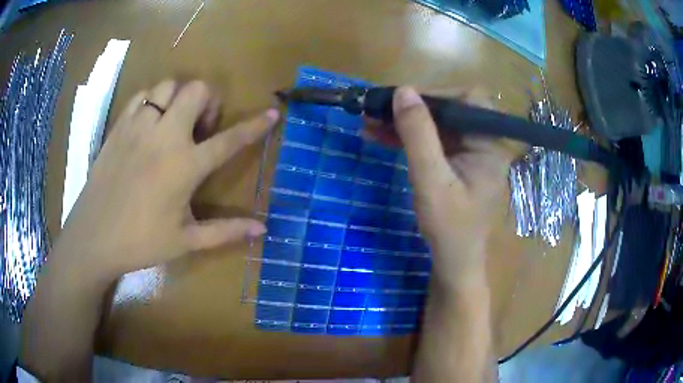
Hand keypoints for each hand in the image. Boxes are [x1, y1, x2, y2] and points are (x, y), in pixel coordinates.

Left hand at [56, 80, 278, 282]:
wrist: (94, 237)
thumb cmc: (140, 242)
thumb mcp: (186, 241)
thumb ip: (225, 231)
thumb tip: (262, 229)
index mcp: (184, 166)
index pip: (229, 140)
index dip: (254, 126)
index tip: (271, 113)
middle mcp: (164, 137)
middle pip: (197, 91)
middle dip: (208, 101)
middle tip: (200, 127)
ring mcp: (139, 127)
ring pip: (168, 85)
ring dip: (179, 98)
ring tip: (174, 122)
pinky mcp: (119, 126)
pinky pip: (142, 95)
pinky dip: (153, 100)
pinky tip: (150, 122)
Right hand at [372, 87, 513, 288]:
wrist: (453, 261)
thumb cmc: (449, 227)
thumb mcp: (431, 179)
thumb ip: (418, 134)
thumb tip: (403, 90)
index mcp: (489, 144)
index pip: (469, 99)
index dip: (436, 93)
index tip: (403, 100)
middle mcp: (483, 142)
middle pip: (449, 109)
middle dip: (413, 109)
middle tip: (377, 109)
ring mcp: (469, 152)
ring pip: (437, 124)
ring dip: (404, 122)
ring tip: (370, 122)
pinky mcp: (455, 162)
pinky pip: (432, 140)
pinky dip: (408, 137)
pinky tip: (381, 136)